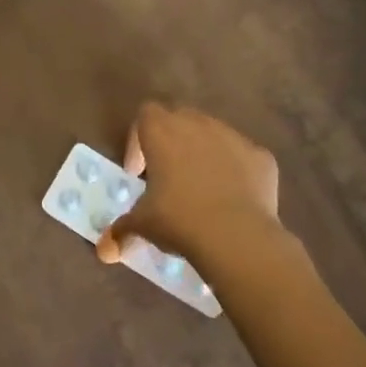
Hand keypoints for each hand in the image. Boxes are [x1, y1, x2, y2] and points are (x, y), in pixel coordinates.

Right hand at [97, 103, 280, 266]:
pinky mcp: (261, 156)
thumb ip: (122, 230)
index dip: (138, 141)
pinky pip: (243, 157)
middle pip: (179, 119)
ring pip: (213, 135)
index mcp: (162, 131)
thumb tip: (104, 251)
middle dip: (172, 143)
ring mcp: (232, 136)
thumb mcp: (144, 225)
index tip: (138, 173)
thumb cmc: (179, 220)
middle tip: (168, 177)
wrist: (238, 236)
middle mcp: (197, 123)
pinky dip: (237, 172)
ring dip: (204, 153)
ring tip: (202, 189)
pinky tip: (234, 200)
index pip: (145, 115)